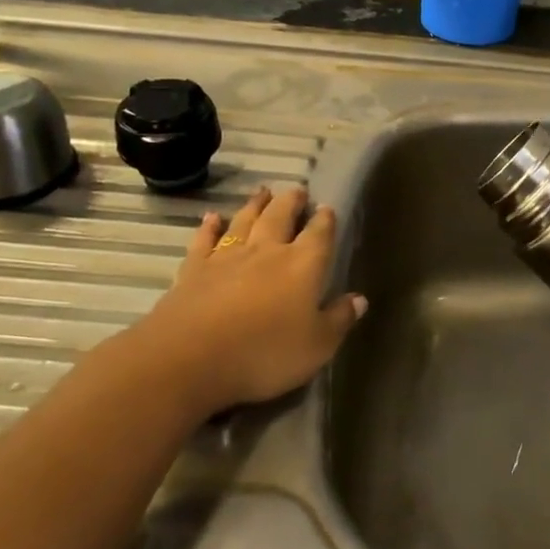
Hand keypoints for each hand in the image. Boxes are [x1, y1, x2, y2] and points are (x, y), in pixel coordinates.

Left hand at [104, 185, 365, 420]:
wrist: (190, 358)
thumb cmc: (265, 353)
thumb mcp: (317, 346)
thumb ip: (339, 319)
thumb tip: (359, 299)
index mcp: (302, 266)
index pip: (319, 235)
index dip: (325, 220)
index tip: (328, 208)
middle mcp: (266, 252)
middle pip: (281, 217)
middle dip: (291, 202)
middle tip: (298, 190)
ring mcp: (227, 257)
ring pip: (245, 221)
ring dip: (255, 205)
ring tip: (264, 191)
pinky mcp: (194, 270)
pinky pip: (204, 240)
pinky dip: (209, 227)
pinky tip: (212, 217)